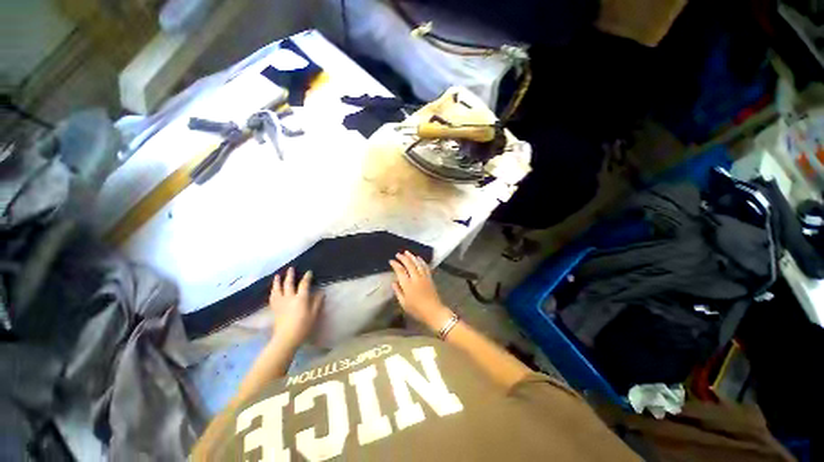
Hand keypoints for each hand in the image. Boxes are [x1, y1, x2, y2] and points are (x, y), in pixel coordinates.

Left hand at [268, 267, 323, 347]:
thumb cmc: (303, 326)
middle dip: (290, 275)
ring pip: (278, 289)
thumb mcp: (314, 314)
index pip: (304, 284)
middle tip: (291, 268)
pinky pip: (273, 297)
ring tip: (277, 275)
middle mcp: (289, 298)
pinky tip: (273, 290)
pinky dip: (273, 291)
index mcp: (300, 298)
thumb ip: (317, 302)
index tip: (309, 272)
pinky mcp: (275, 309)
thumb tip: (321, 292)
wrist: (286, 338)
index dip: (307, 277)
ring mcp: (280, 303)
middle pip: (289, 284)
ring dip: (278, 282)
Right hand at [389, 251, 452, 331]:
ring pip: (417, 263)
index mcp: (408, 285)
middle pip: (409, 264)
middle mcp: (416, 278)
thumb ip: (398, 292)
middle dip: (403, 258)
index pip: (400, 271)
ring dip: (412, 256)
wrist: (433, 311)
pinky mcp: (429, 278)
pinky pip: (425, 267)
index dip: (395, 264)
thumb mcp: (404, 303)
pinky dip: (421, 261)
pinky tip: (418, 258)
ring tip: (407, 252)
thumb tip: (394, 282)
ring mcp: (424, 277)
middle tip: (398, 254)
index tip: (391, 261)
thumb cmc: (417, 310)